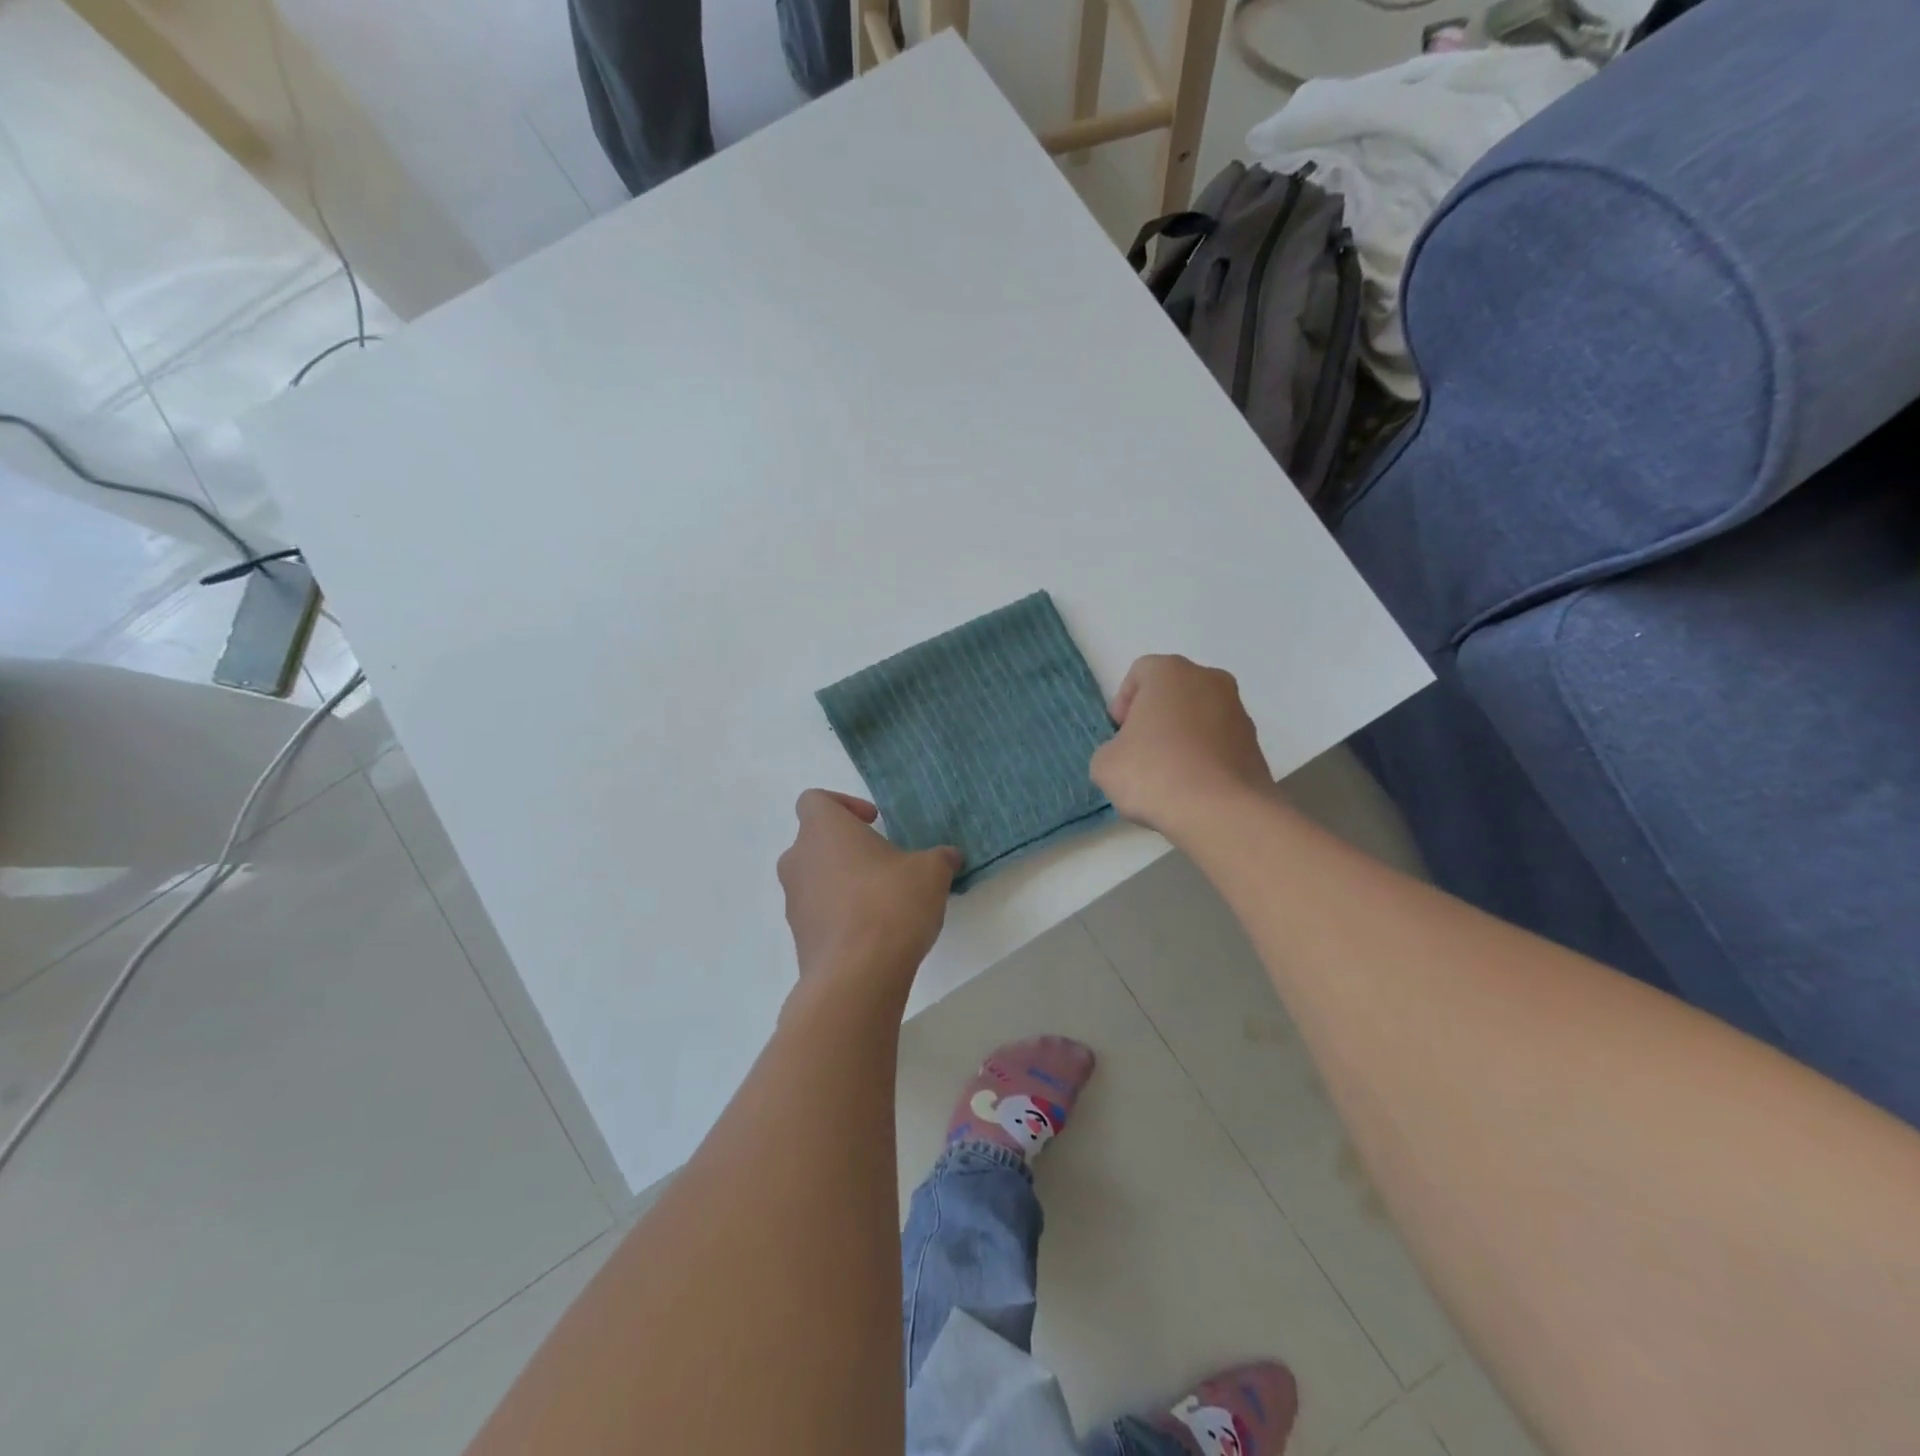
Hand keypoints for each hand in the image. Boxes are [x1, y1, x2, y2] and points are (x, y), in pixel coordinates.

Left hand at [777, 790, 961, 987]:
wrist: (857, 975)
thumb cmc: (890, 903)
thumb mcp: (930, 872)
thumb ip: (939, 858)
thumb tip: (948, 857)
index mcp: (823, 830)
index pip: (815, 800)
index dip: (844, 805)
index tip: (873, 823)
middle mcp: (798, 860)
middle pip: (816, 841)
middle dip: (849, 849)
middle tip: (886, 864)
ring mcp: (794, 901)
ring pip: (816, 879)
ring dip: (845, 883)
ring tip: (885, 902)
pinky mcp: (800, 937)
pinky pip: (820, 914)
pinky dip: (842, 915)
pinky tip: (875, 933)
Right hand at [1090, 655, 1273, 838]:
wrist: (1222, 812)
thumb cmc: (1155, 774)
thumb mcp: (1104, 764)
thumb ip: (1111, 750)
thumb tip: (1128, 756)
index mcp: (1170, 672)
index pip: (1140, 673)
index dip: (1123, 703)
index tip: (1119, 735)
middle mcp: (1210, 680)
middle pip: (1173, 693)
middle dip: (1155, 718)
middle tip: (1140, 753)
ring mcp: (1239, 712)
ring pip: (1199, 718)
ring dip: (1182, 738)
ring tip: (1168, 777)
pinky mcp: (1256, 745)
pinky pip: (1219, 744)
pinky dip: (1204, 759)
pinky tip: (1192, 789)